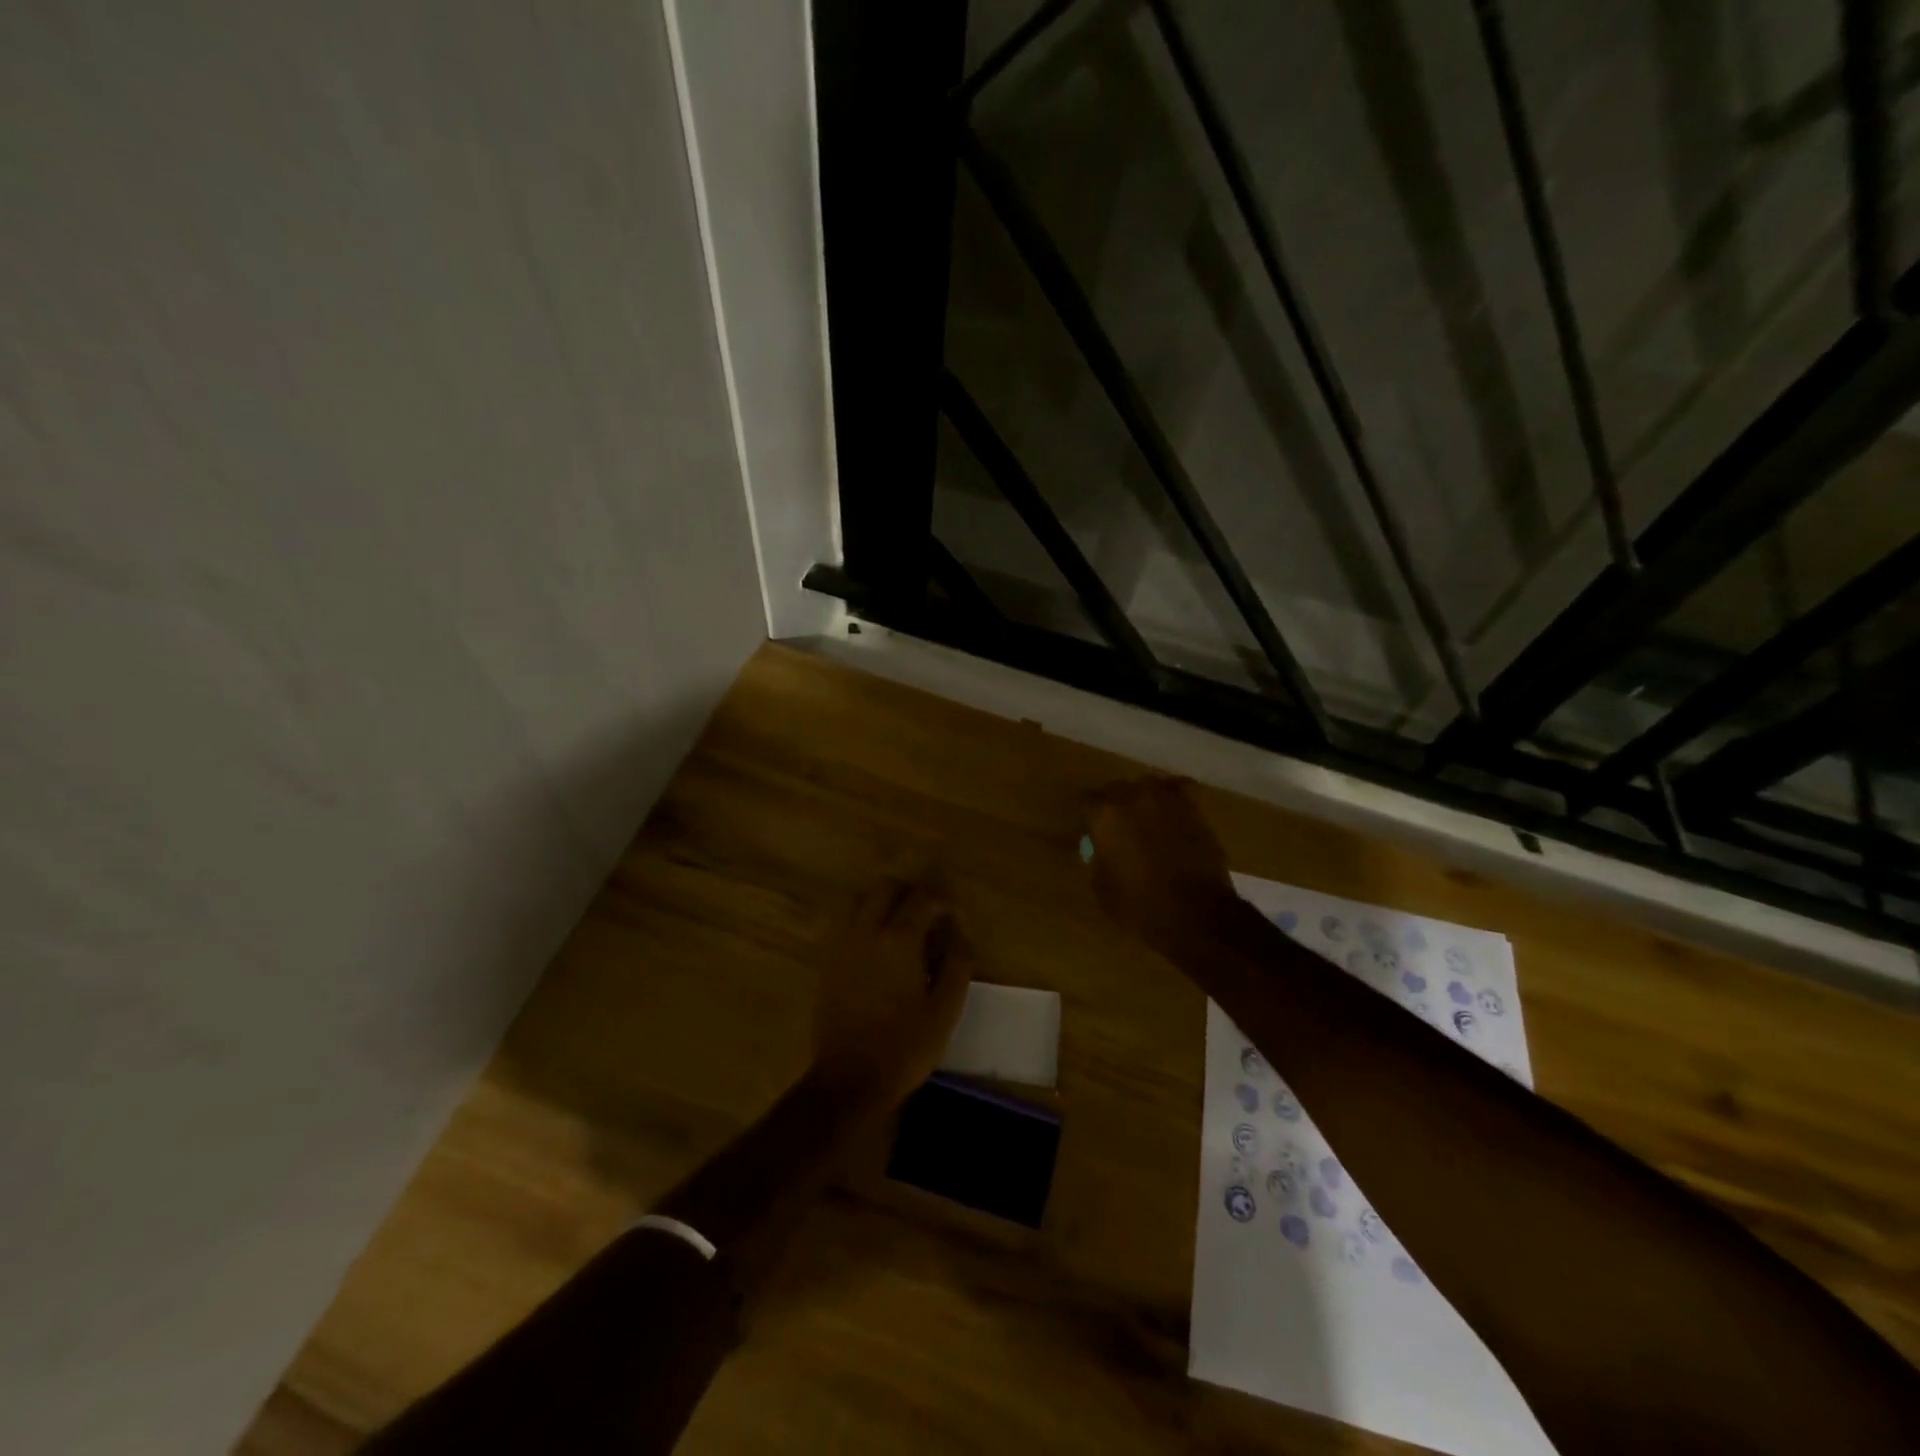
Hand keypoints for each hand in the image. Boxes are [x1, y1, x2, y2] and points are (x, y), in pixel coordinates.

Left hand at [812, 869, 975, 1112]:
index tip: (954, 919)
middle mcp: (865, 931)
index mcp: (898, 939)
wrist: (848, 1081)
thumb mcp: (946, 1008)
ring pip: (859, 899)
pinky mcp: (827, 961)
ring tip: (902, 926)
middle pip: (885, 887)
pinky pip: (844, 922)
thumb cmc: (904, 1047)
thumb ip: (957, 962)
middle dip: (910, 893)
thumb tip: (959, 933)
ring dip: (882, 902)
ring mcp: (841, 944)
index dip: (942, 903)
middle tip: (928, 915)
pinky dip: (863, 919)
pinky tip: (878, 946)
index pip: (922, 899)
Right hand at [1087, 774, 1238, 954]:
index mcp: (1106, 813)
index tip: (1088, 828)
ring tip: (1144, 819)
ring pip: (1149, 787)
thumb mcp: (1102, 886)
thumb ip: (1098, 858)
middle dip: (1114, 805)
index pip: (1086, 801)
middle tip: (1115, 826)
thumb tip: (1102, 848)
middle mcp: (1135, 796)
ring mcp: (1168, 800)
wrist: (1198, 914)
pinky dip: (1170, 807)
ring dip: (1143, 800)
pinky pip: (1176, 798)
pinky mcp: (1196, 810)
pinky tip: (1169, 821)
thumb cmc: (1140, 905)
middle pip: (1117, 789)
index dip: (1087, 816)